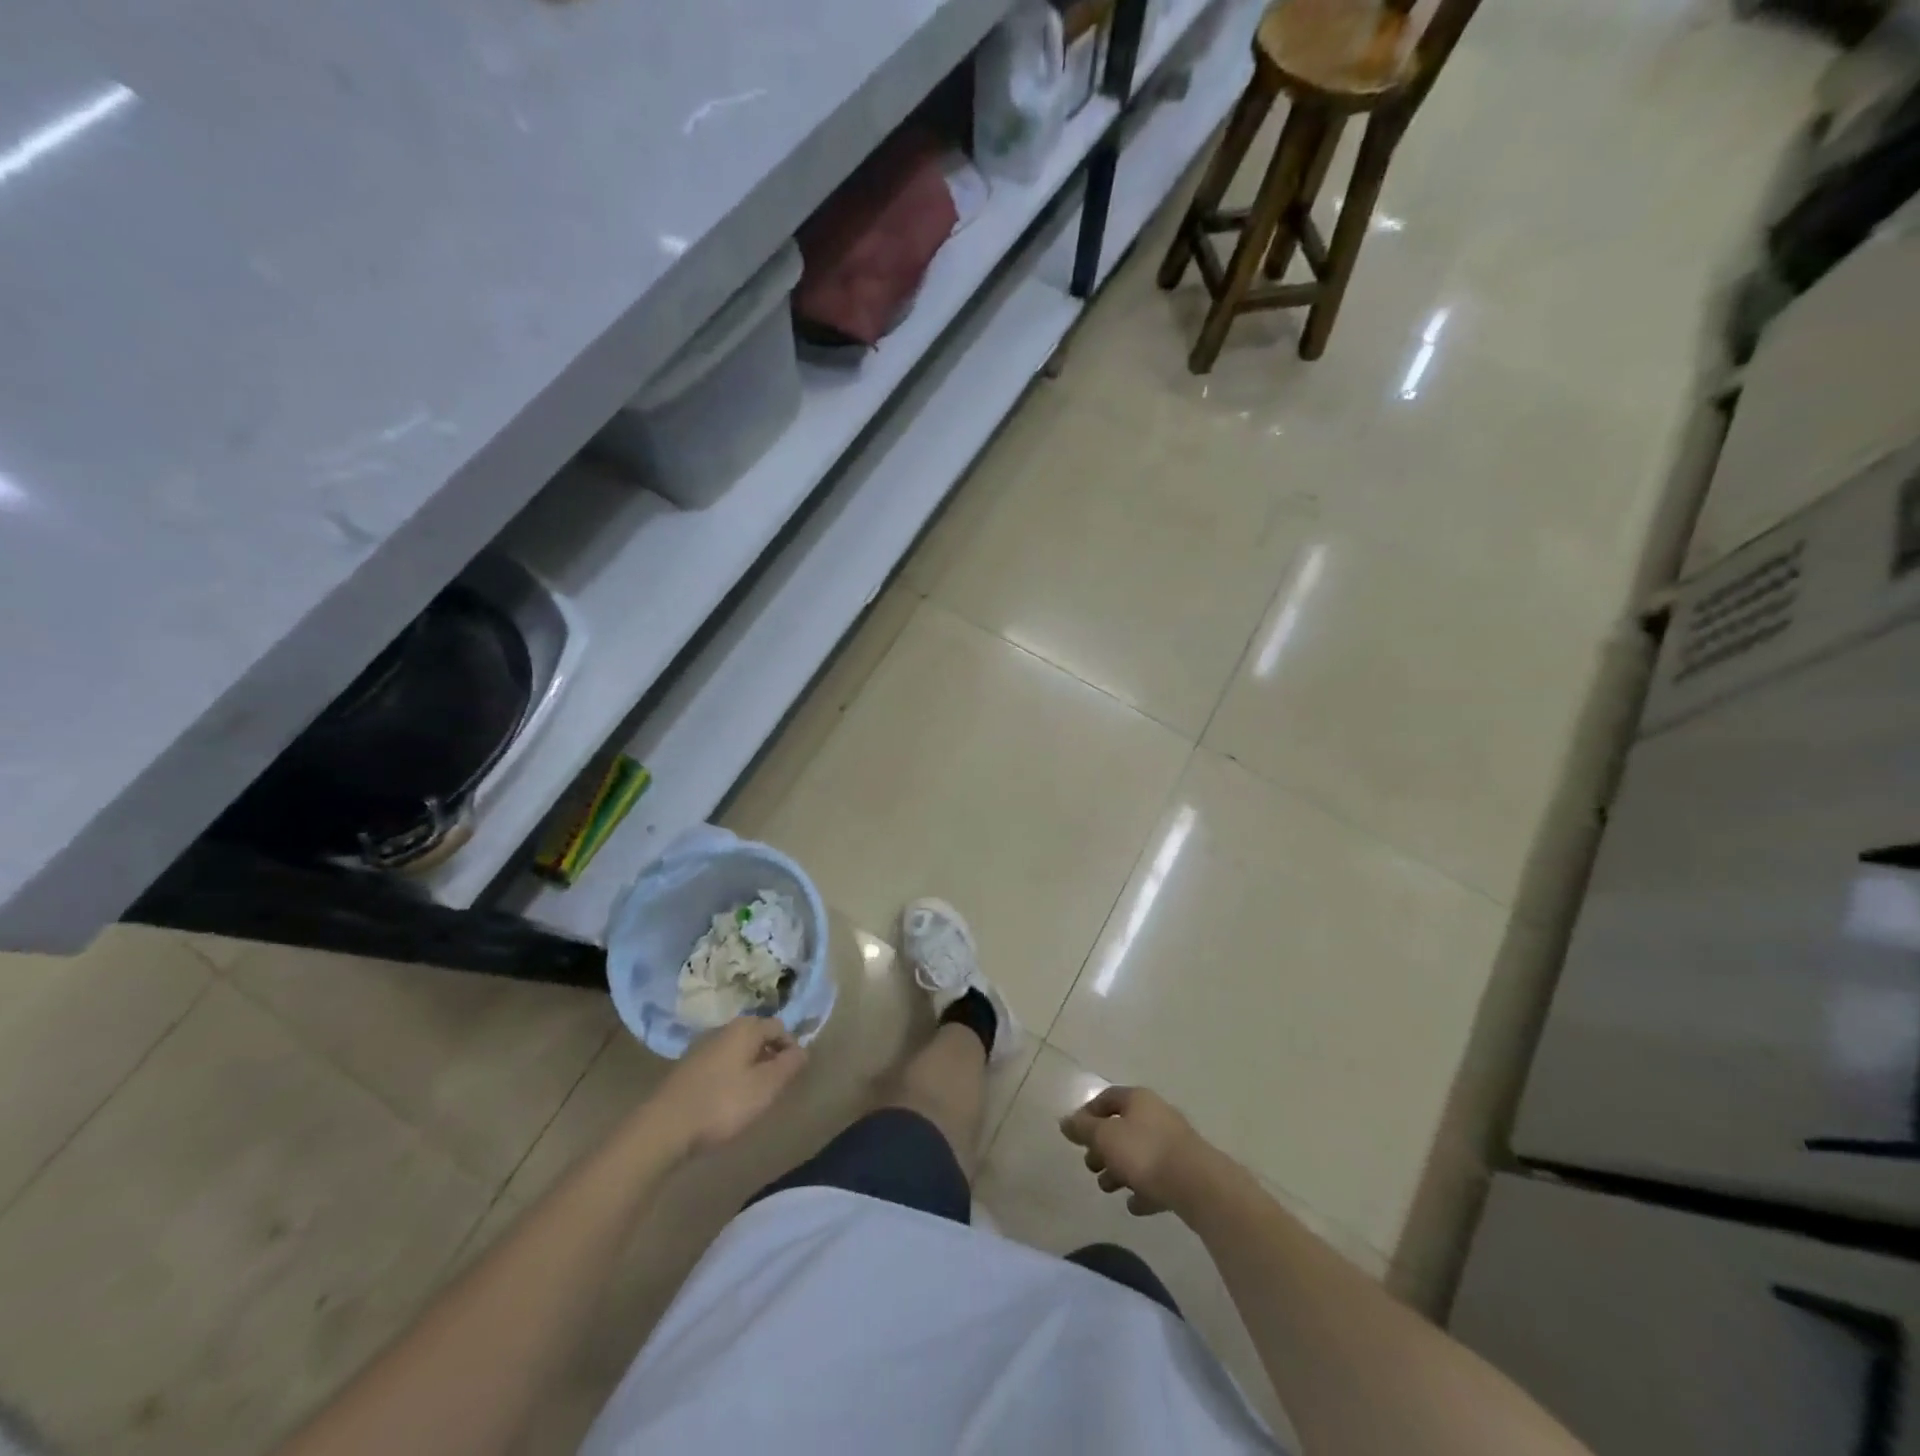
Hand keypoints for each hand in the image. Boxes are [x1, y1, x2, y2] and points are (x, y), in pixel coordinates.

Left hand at [655, 1017, 806, 1154]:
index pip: (779, 1026)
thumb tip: (804, 1049)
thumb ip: (789, 1065)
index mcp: (745, 1028)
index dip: (791, 1047)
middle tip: (775, 1086)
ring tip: (753, 1096)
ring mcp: (702, 1047)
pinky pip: (720, 1063)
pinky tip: (726, 1100)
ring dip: (750, 1067)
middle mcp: (723, 1029)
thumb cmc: (722, 1104)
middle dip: (770, 1057)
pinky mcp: (687, 1067)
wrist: (664, 1127)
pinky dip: (731, 1075)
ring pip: (737, 1050)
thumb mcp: (766, 1087)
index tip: (793, 1074)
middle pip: (757, 1036)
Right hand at [1060, 1085, 1219, 1216]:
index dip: (1088, 1114)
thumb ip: (1083, 1129)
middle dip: (1103, 1148)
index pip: (1107, 1098)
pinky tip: (1134, 1205)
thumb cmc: (1144, 1152)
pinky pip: (1157, 1178)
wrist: (1197, 1185)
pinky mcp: (1184, 1172)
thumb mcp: (1105, 1137)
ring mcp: (1173, 1144)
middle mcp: (1156, 1115)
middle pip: (1122, 1127)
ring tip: (1108, 1188)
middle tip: (1091, 1166)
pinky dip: (1143, 1189)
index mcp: (1138, 1100)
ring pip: (1138, 1154)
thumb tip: (1065, 1121)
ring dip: (1120, 1170)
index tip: (1076, 1136)